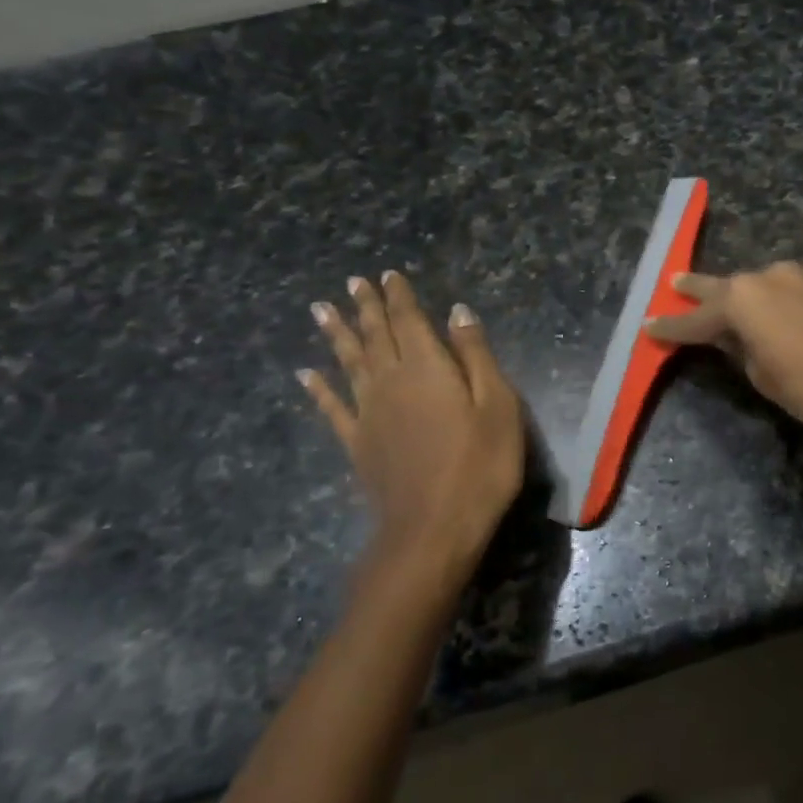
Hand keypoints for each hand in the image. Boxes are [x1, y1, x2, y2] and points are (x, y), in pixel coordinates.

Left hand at [298, 271, 524, 601]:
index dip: (399, 296)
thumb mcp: (497, 405)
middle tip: (353, 282)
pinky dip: (318, 388)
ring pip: (348, 362)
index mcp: (426, 367)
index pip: (409, 320)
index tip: (388, 274)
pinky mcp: (357, 443)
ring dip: (335, 333)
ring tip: (320, 308)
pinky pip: (331, 407)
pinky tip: (305, 374)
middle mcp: (390, 380)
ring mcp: (368, 413)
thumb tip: (458, 312)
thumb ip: (475, 355)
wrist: (434, 528)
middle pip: (374, 335)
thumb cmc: (480, 465)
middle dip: (366, 306)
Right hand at [645, 263, 802, 432]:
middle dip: (699, 288)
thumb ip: (741, 351)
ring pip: (774, 282)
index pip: (695, 320)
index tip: (650, 326)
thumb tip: (735, 337)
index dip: (671, 328)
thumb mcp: (764, 378)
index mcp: (741, 302)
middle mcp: (770, 276)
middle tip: (677, 281)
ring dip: (762, 295)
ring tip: (761, 308)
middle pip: (726, 285)